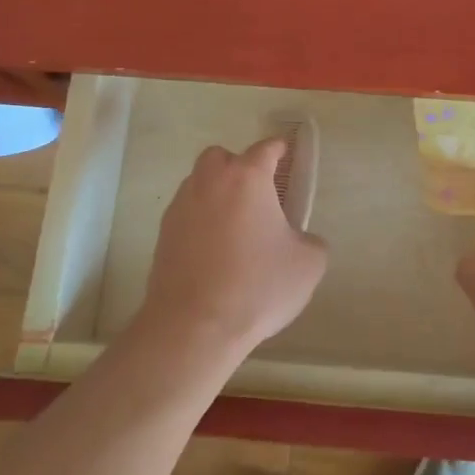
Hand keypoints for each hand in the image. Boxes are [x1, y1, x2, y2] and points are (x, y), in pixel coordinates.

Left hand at [137, 138, 327, 361]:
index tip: (287, 153)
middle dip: (238, 166)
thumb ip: (311, 241)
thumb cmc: (257, 286)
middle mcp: (210, 182)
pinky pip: (186, 212)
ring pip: (199, 183)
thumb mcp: (308, 264)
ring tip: (235, 225)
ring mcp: (182, 206)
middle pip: (222, 157)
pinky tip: (214, 249)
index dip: (279, 149)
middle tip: (256, 194)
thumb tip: (301, 240)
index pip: (266, 148)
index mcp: (247, 178)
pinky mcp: (163, 233)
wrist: (194, 326)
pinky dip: (200, 220)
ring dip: (216, 192)